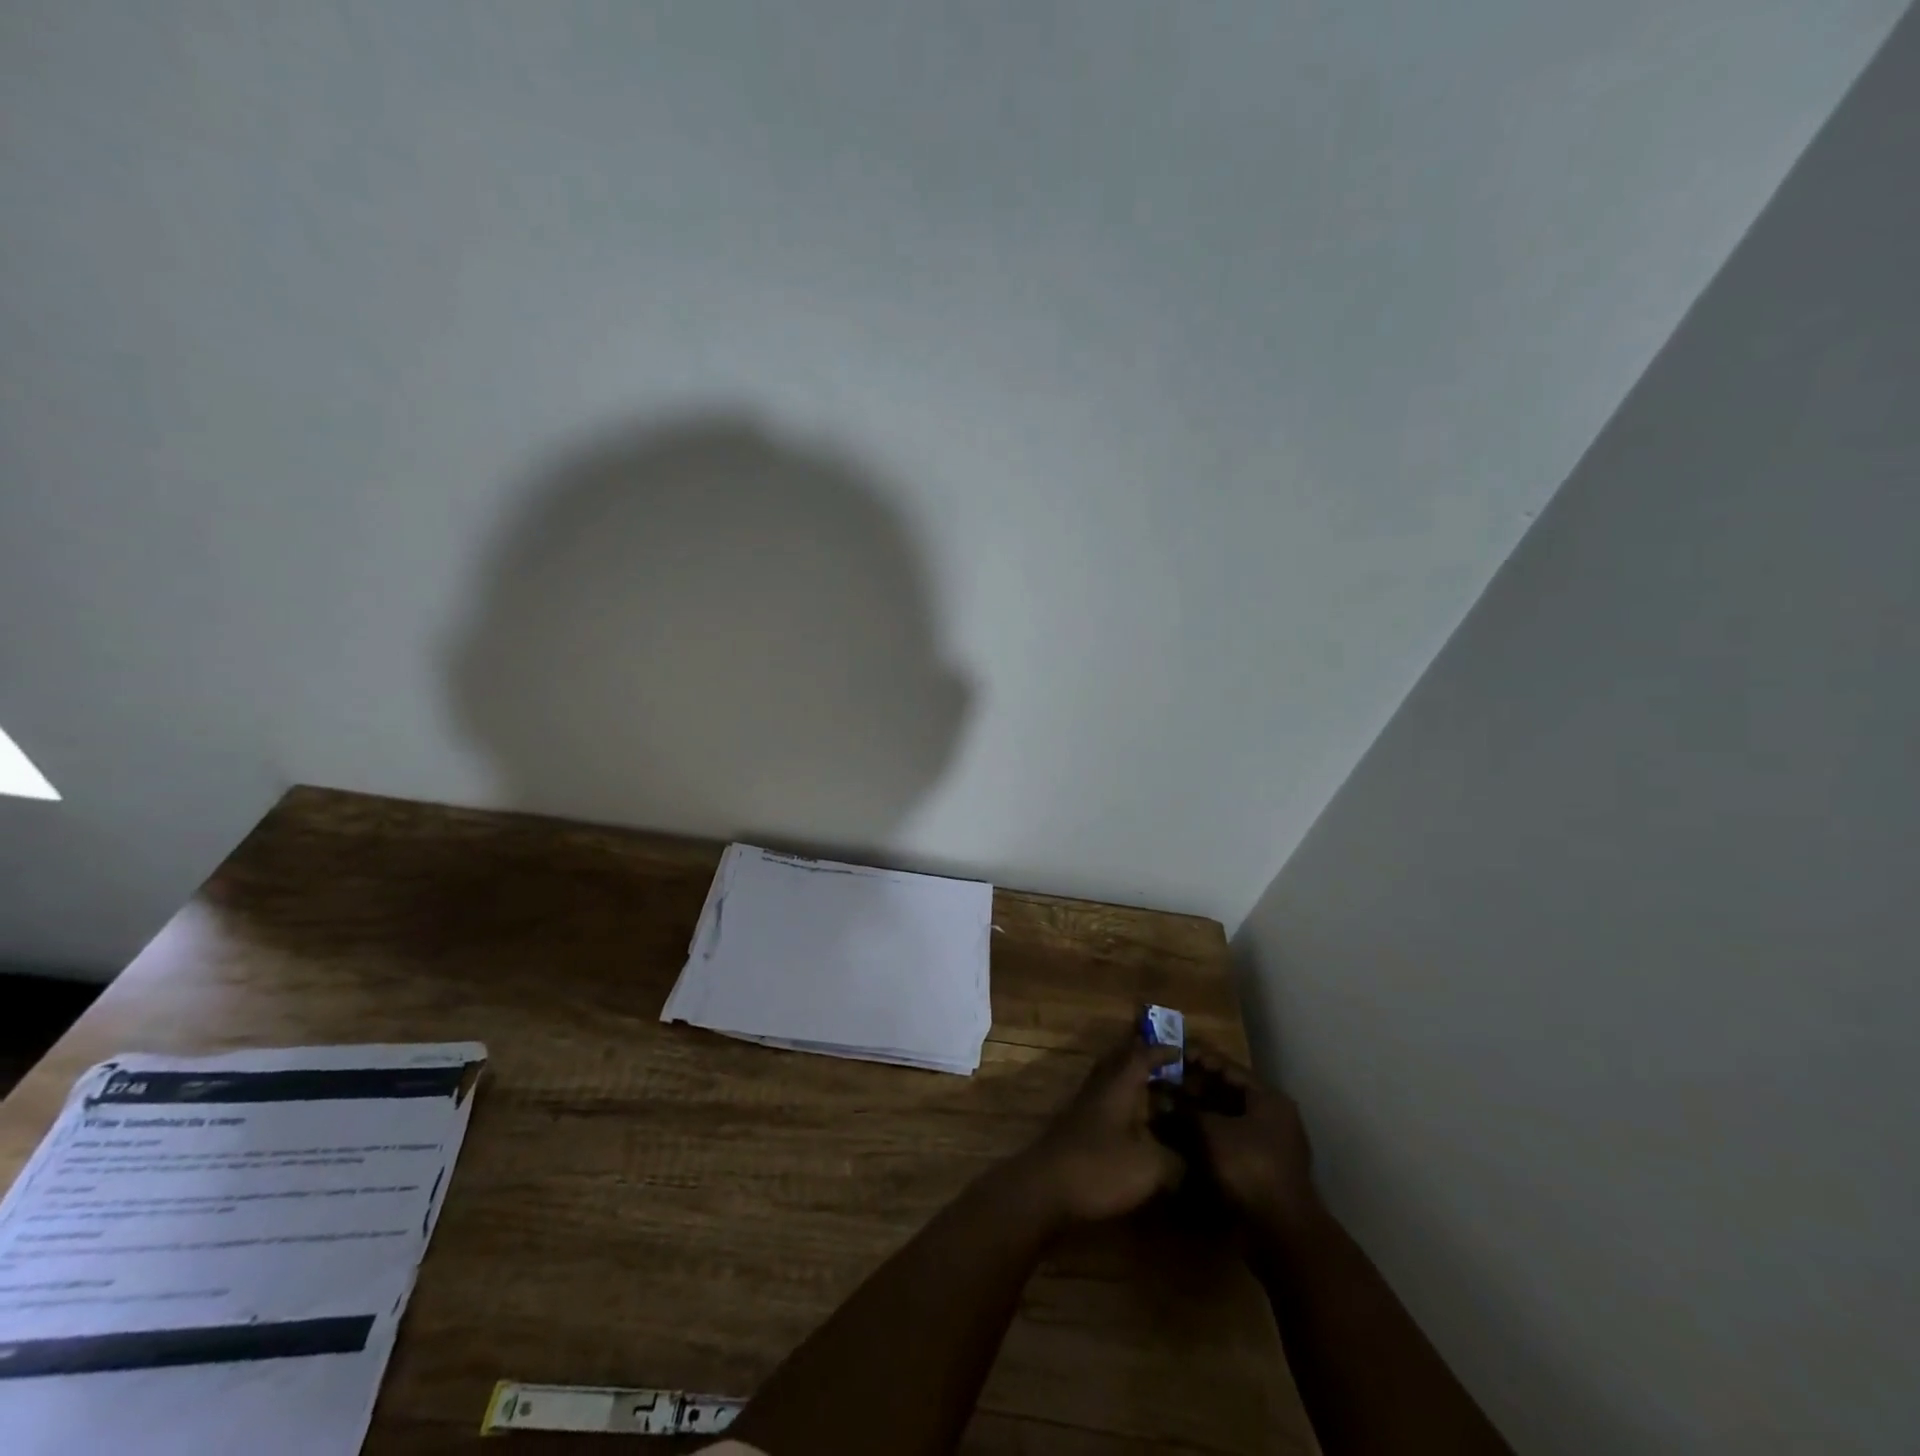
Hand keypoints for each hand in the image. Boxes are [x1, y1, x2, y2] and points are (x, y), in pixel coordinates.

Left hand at [1010, 1034, 1183, 1226]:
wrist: (1045, 1187)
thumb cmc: (1099, 1168)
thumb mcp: (1149, 1167)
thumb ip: (1175, 1160)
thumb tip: (1189, 1161)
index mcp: (1118, 1085)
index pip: (1141, 1055)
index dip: (1162, 1051)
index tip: (1182, 1051)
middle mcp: (1100, 1087)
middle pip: (1121, 1061)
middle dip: (1145, 1060)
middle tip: (1171, 1068)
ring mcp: (1085, 1106)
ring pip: (1112, 1082)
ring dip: (1134, 1083)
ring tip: (1160, 1096)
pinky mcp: (1077, 1127)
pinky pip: (1106, 1102)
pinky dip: (1125, 1105)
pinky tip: (1138, 1127)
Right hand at [1184, 1042, 1319, 1233]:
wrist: (1281, 1232)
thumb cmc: (1249, 1168)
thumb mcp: (1212, 1132)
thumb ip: (1189, 1110)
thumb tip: (1166, 1099)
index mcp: (1267, 1099)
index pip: (1228, 1067)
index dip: (1198, 1058)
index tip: (1172, 1052)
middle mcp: (1272, 1116)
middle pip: (1228, 1091)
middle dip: (1196, 1086)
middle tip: (1165, 1079)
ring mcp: (1268, 1143)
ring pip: (1228, 1116)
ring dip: (1200, 1111)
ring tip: (1169, 1104)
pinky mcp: (1260, 1167)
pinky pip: (1230, 1139)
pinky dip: (1208, 1133)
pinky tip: (1183, 1133)